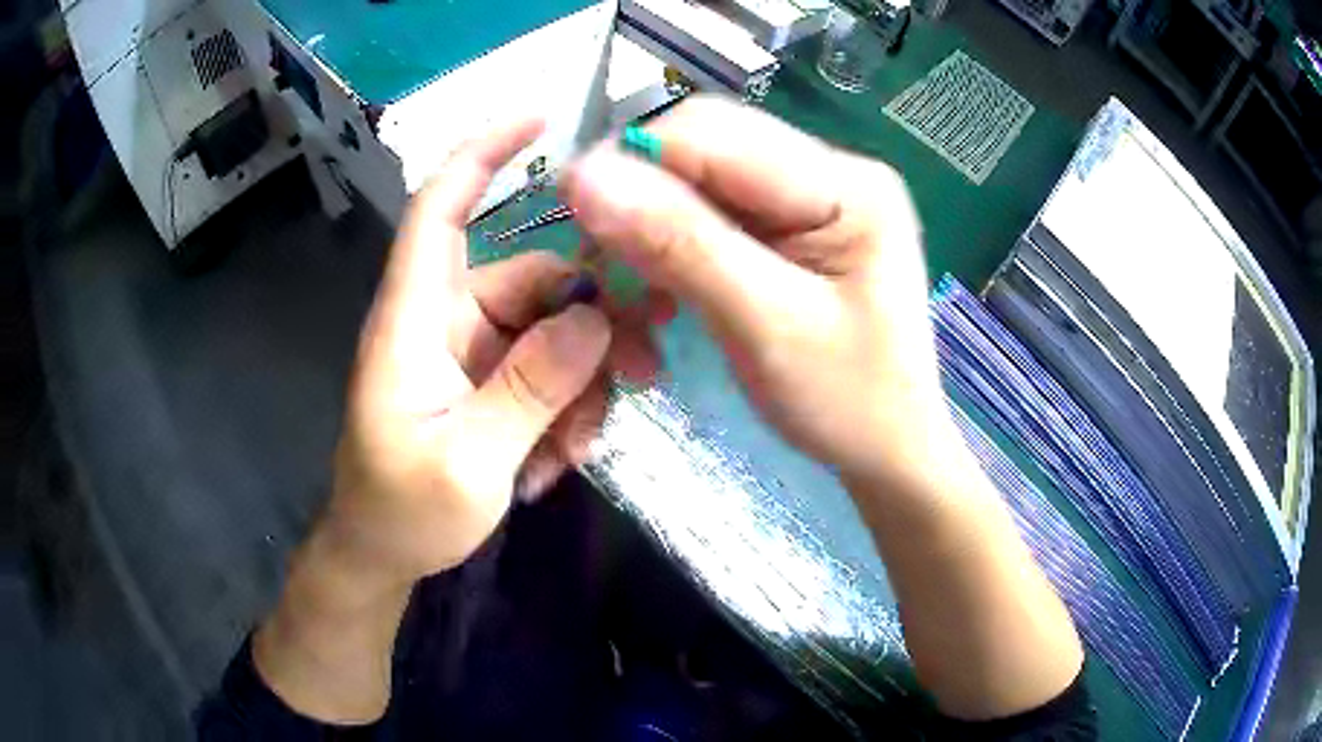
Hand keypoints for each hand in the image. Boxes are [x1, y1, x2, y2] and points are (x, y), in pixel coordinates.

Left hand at [326, 119, 617, 584]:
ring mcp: (471, 353)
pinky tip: (557, 461)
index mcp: (416, 321)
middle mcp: (446, 321)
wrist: (381, 554)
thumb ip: (529, 389)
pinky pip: (546, 371)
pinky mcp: (488, 383)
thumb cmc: (402, 512)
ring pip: (553, 333)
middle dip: (590, 328)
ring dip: (580, 387)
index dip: (482, 154)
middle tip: (639, 378)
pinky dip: (565, 410)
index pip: (439, 209)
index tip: (541, 118)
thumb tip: (595, 319)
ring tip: (574, 453)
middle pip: (535, 283)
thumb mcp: (469, 465)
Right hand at [561, 96, 944, 491]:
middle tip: (603, 265)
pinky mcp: (793, 227)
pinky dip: (672, 245)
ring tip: (636, 287)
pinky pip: (711, 213)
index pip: (714, 133)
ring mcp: (811, 196)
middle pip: (703, 149)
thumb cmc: (848, 403)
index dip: (631, 160)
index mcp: (846, 183)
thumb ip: (679, 245)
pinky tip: (666, 287)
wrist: (889, 447)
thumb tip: (583, 177)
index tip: (575, 219)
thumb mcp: (766, 326)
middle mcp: (830, 169)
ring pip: (697, 181)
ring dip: (650, 226)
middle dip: (640, 197)